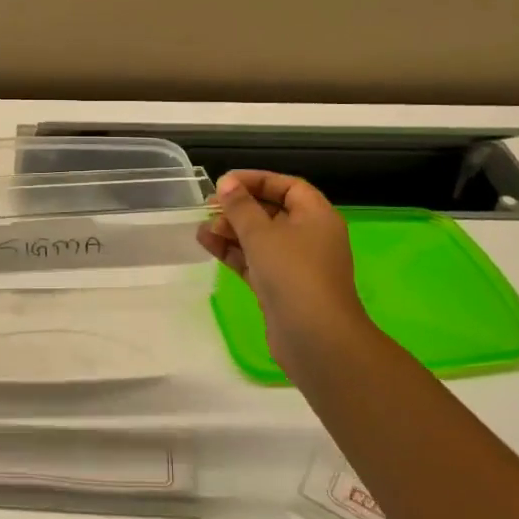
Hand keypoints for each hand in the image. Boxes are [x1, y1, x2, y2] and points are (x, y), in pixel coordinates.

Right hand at [198, 171, 381, 376]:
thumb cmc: (293, 274)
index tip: (225, 182)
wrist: (315, 338)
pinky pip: (255, 261)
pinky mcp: (280, 288)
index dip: (257, 180)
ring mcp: (296, 265)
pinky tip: (207, 245)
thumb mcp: (262, 234)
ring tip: (202, 229)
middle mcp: (310, 236)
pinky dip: (234, 253)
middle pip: (272, 212)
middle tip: (208, 207)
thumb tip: (227, 183)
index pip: (288, 186)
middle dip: (239, 208)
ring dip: (231, 231)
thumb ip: (240, 207)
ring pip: (260, 238)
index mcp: (317, 216)